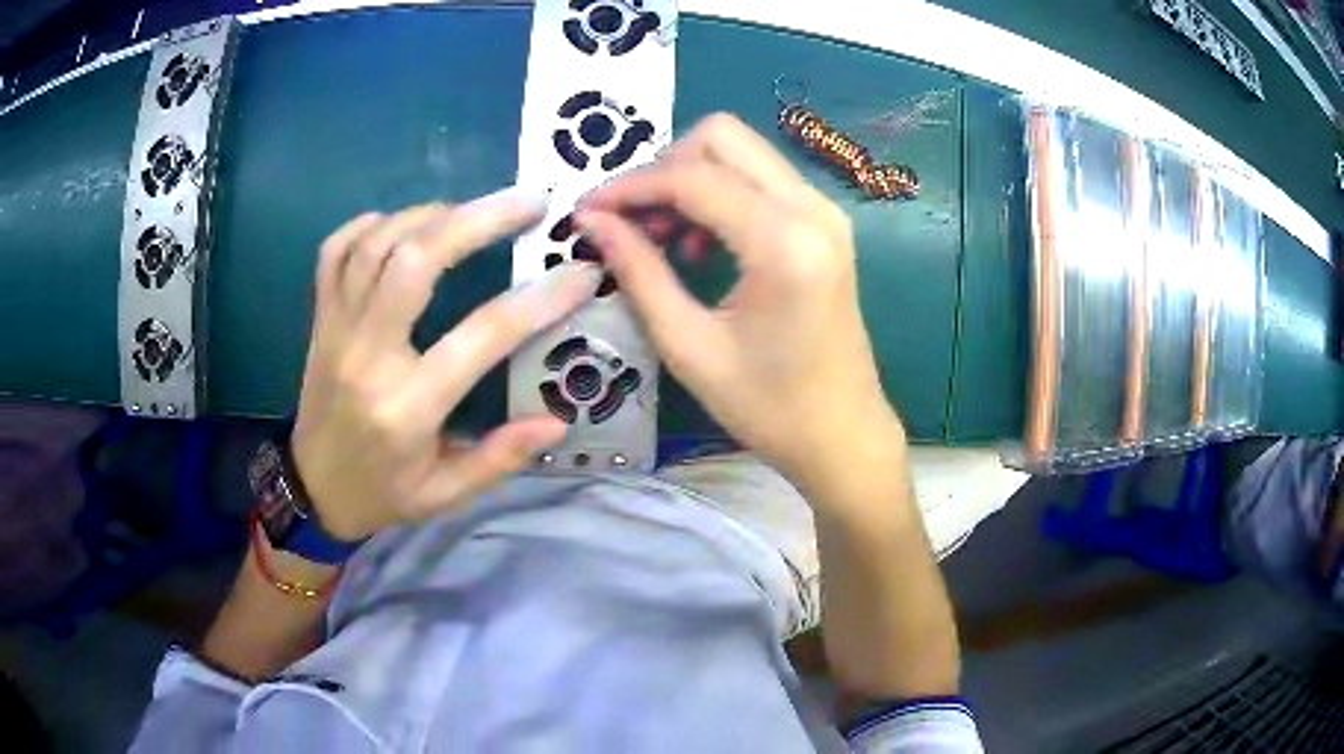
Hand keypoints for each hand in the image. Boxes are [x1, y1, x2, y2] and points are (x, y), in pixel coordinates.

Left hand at [292, 189, 601, 540]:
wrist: (311, 490)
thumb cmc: (383, 492)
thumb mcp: (445, 494)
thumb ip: (499, 458)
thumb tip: (558, 422)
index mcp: (408, 407)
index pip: (482, 337)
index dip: (539, 299)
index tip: (580, 273)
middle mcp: (368, 356)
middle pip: (415, 261)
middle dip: (478, 220)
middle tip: (529, 203)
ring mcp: (337, 330)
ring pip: (376, 244)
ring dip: (430, 214)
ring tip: (472, 211)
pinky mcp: (319, 320)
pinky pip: (334, 252)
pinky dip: (369, 225)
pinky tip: (403, 224)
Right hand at [576, 114, 904, 488]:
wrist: (843, 435)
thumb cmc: (769, 407)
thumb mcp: (689, 346)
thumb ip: (638, 272)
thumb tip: (591, 221)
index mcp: (784, 242)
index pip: (692, 177)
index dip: (630, 186)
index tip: (586, 211)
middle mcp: (812, 208)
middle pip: (721, 137)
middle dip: (663, 168)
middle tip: (629, 220)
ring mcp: (824, 211)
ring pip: (741, 152)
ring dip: (690, 178)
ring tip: (660, 237)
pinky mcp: (825, 224)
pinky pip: (761, 178)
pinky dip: (719, 193)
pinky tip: (700, 243)